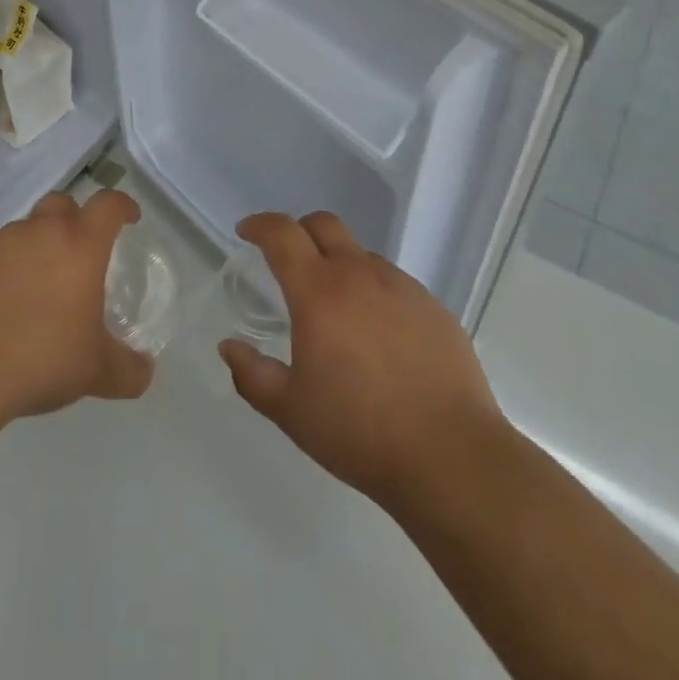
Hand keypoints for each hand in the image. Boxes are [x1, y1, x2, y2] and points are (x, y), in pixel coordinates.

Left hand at [0, 189, 154, 421]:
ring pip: (23, 231)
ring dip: (35, 248)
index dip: (122, 206)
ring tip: (36, 290)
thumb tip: (145, 373)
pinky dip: (1, 273)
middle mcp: (39, 233)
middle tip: (79, 252)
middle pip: (61, 203)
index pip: (108, 205)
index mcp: (80, 244)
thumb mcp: (95, 371)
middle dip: (74, 218)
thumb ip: (127, 370)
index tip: (129, 217)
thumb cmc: (41, 357)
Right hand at [219, 212, 505, 510]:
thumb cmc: (359, 432)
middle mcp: (360, 275)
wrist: (449, 455)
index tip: (246, 232)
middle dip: (298, 231)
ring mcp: (402, 287)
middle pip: (324, 225)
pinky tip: (378, 336)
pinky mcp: (433, 306)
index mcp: (319, 292)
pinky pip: (393, 283)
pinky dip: (373, 292)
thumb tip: (229, 346)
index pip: (283, 234)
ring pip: (361, 254)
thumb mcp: (291, 411)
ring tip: (335, 310)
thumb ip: (252, 373)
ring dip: (339, 265)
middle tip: (287, 260)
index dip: (260, 225)